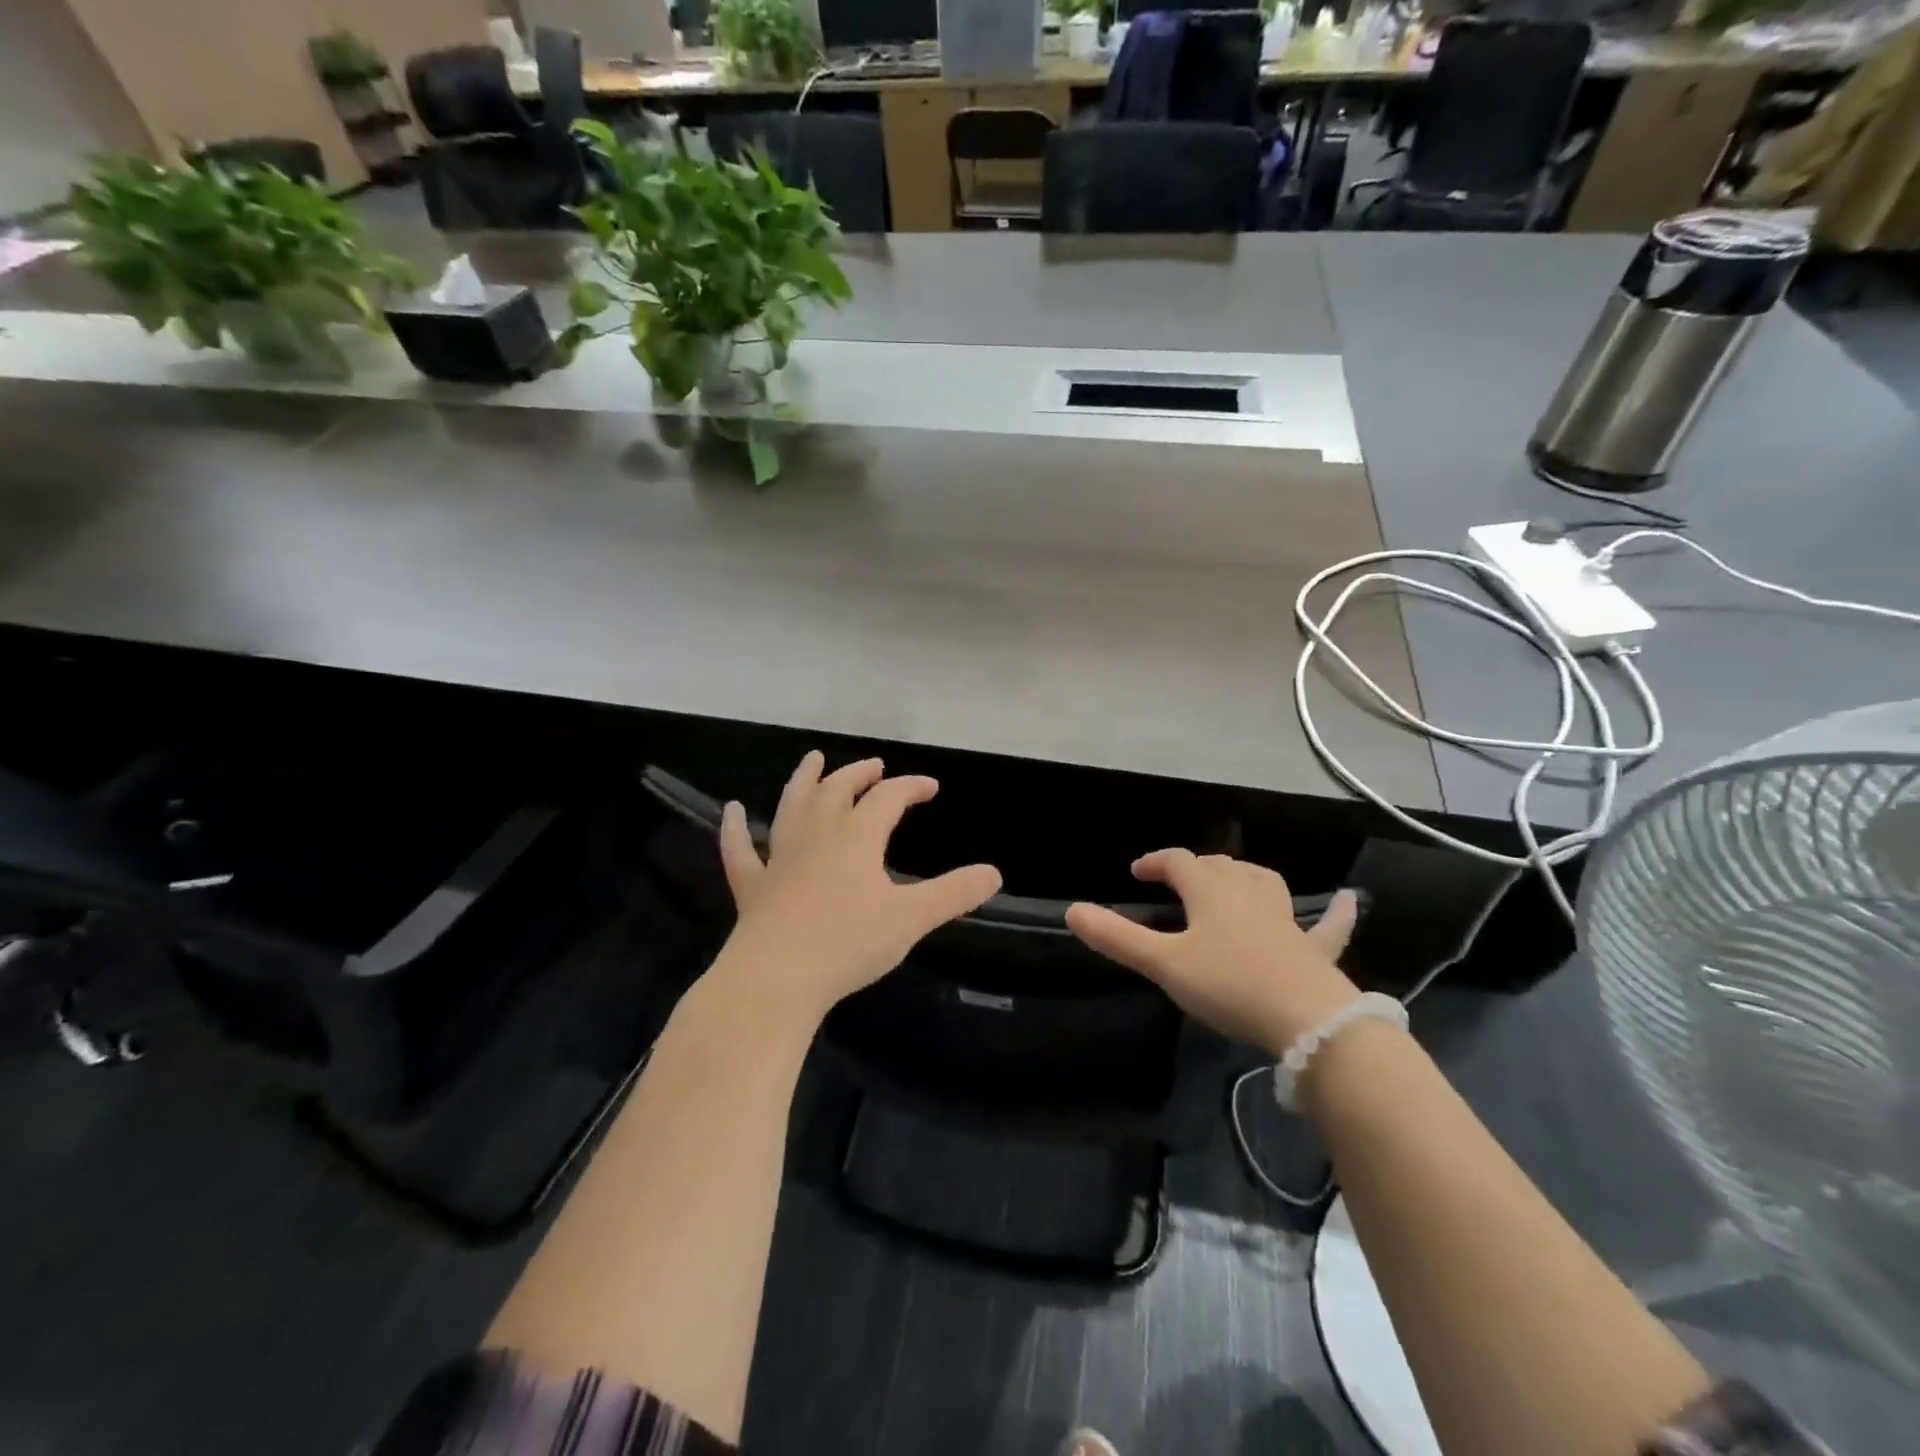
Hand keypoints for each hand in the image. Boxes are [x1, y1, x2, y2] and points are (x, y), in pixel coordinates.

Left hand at [714, 751, 1002, 1026]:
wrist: (776, 979)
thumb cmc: (847, 944)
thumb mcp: (911, 919)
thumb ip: (954, 894)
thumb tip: (995, 873)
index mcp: (857, 838)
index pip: (888, 798)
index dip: (911, 786)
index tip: (931, 786)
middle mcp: (817, 837)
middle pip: (838, 791)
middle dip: (859, 775)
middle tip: (874, 765)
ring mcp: (780, 859)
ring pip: (792, 807)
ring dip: (804, 780)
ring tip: (812, 759)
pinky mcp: (752, 887)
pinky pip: (740, 851)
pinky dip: (735, 830)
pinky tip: (732, 811)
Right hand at [1065, 850, 1359, 1056]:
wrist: (1307, 1020)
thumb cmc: (1228, 984)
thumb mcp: (1163, 964)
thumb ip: (1117, 937)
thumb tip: (1072, 910)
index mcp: (1210, 891)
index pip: (1178, 862)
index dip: (1155, 862)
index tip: (1137, 872)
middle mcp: (1248, 893)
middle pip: (1218, 866)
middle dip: (1194, 867)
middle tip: (1176, 883)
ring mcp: (1285, 919)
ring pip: (1262, 882)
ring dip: (1243, 876)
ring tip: (1231, 881)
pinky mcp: (1314, 948)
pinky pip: (1327, 924)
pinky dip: (1335, 912)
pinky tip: (1350, 900)